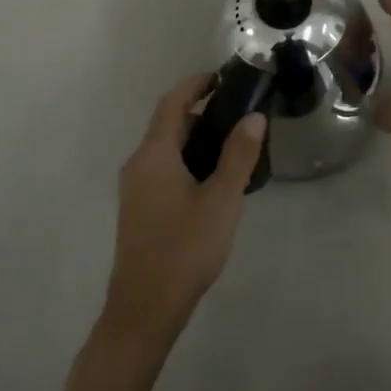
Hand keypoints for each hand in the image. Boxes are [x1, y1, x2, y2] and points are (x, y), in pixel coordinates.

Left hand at [103, 75, 266, 344]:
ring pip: (168, 147)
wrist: (143, 313)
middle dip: (203, 111)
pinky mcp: (140, 208)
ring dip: (198, 137)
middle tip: (242, 112)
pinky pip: (165, 167)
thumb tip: (254, 117)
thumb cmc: (183, 251)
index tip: (226, 77)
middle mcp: (139, 164)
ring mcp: (136, 188)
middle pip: (170, 123)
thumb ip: (239, 156)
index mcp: (154, 155)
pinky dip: (189, 158)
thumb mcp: (221, 201)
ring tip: (236, 143)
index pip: (172, 102)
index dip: (197, 84)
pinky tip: (216, 178)